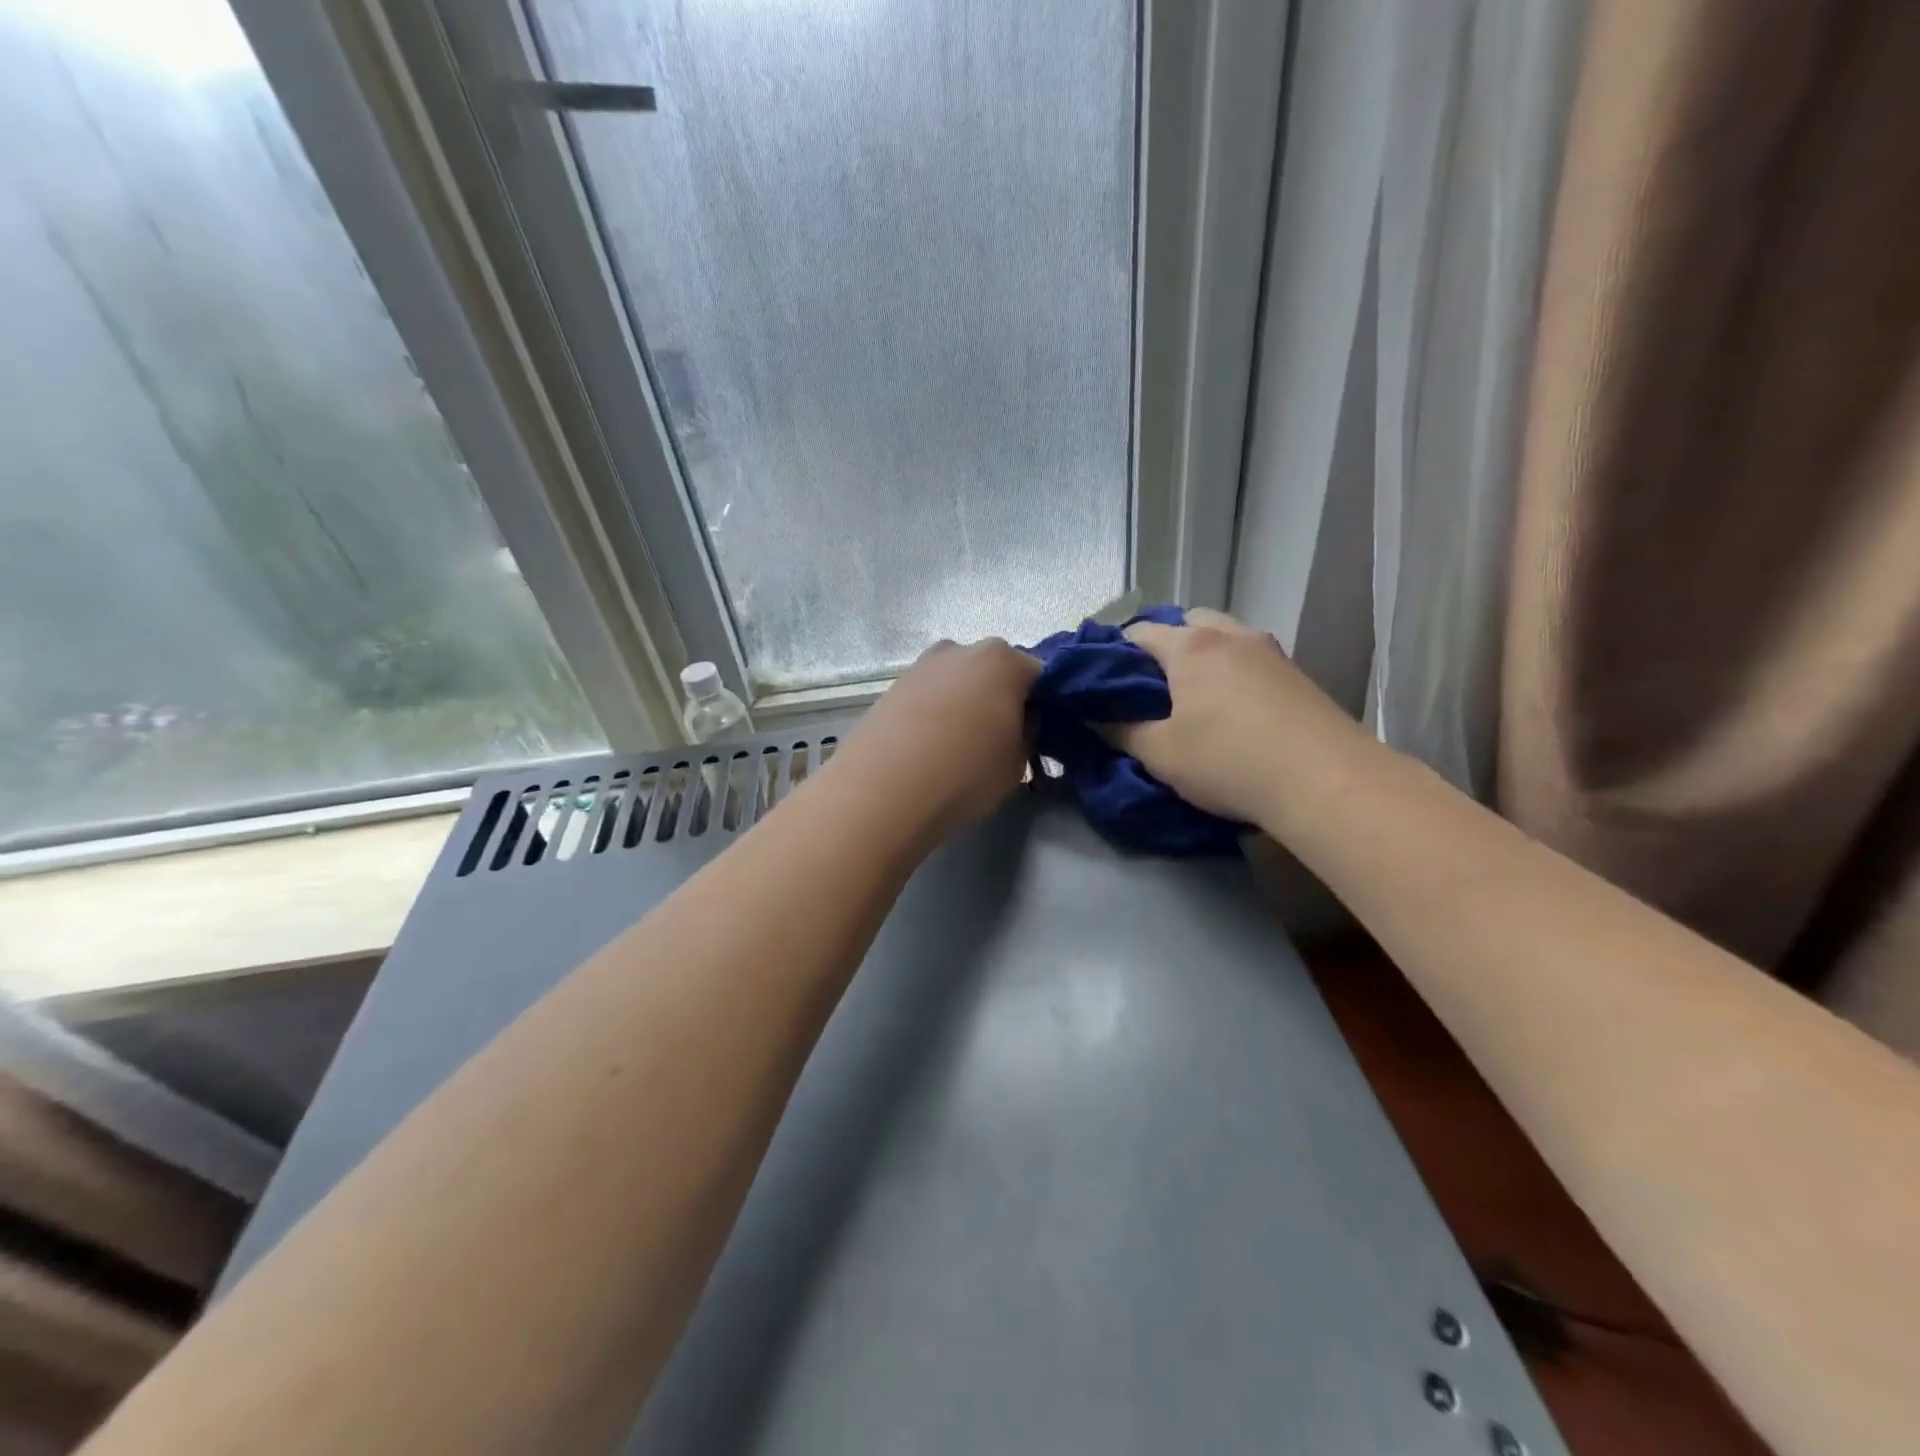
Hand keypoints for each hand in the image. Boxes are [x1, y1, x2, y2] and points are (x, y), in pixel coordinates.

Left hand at [832, 638, 1040, 840]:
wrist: (882, 791)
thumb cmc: (965, 774)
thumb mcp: (1017, 762)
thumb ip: (1027, 731)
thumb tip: (1021, 718)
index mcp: (1002, 660)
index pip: (1040, 675)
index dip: (1044, 704)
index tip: (1039, 733)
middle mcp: (961, 650)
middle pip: (994, 672)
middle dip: (1001, 699)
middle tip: (1000, 740)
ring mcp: (921, 665)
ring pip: (958, 682)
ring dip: (965, 705)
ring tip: (959, 748)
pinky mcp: (891, 687)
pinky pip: (929, 696)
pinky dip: (935, 713)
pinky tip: (930, 748)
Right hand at [1109, 609, 1367, 824]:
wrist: (1327, 782)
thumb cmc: (1229, 762)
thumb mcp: (1161, 754)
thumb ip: (1120, 732)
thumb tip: (1094, 718)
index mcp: (1191, 646)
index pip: (1139, 632)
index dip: (1115, 653)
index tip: (1105, 684)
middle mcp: (1230, 635)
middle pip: (1186, 623)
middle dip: (1163, 648)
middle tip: (1151, 690)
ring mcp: (1269, 650)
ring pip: (1223, 636)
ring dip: (1202, 657)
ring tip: (1191, 698)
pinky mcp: (1296, 673)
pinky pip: (1249, 658)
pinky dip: (1232, 671)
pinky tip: (1231, 708)